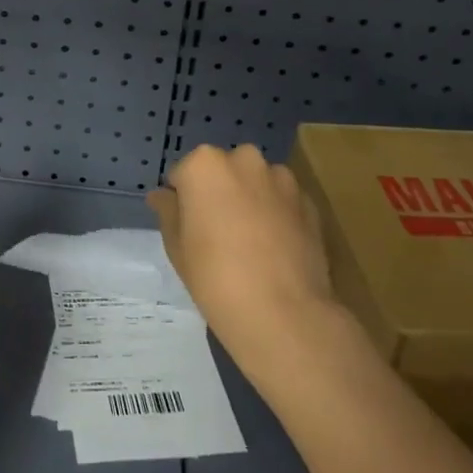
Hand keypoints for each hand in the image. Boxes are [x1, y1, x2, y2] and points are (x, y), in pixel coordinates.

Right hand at [147, 144, 338, 381]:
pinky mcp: (309, 201)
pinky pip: (282, 201)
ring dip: (250, 200)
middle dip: (219, 192)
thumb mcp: (176, 246)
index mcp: (205, 164)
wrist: (283, 313)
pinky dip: (276, 214)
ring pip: (255, 183)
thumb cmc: (215, 277)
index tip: (188, 228)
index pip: (183, 174)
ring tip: (251, 243)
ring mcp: (282, 178)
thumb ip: (168, 211)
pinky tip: (275, 249)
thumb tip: (163, 195)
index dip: (183, 201)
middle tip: (218, 233)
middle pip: (223, 171)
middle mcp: (244, 160)